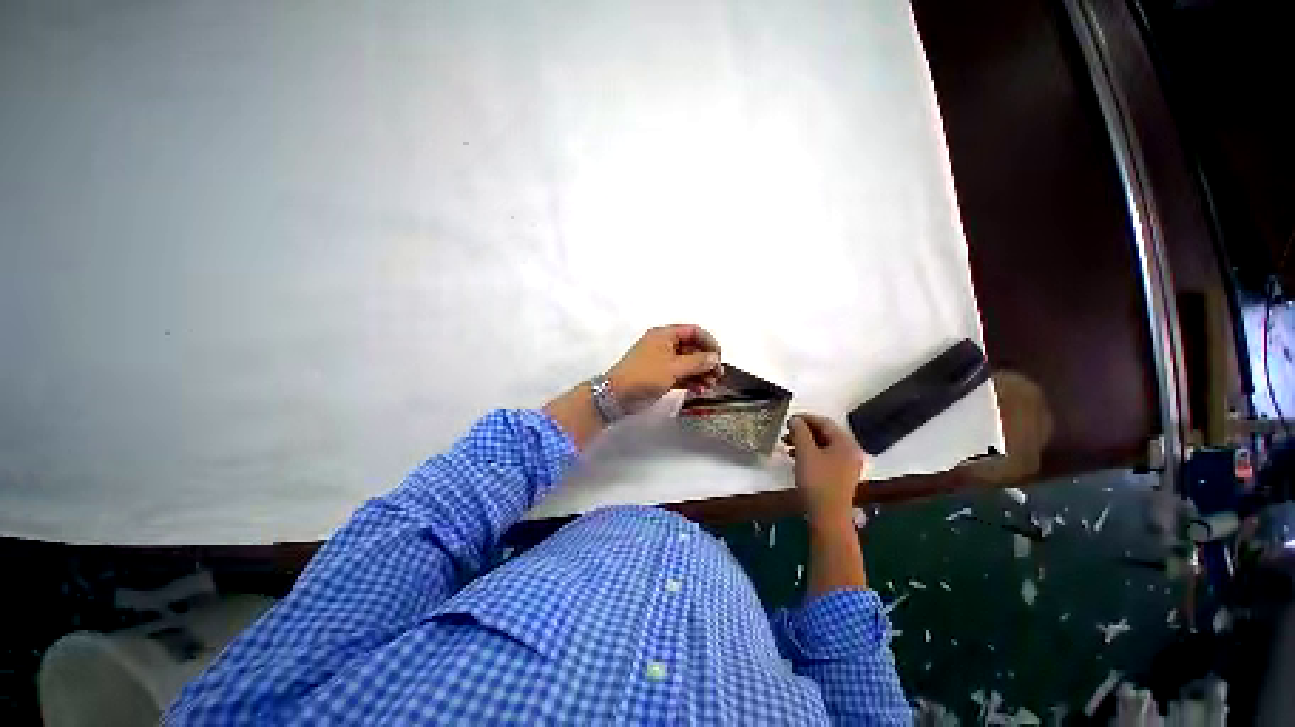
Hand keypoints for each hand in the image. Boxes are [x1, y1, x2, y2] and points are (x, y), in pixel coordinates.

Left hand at [608, 324, 722, 413]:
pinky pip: (681, 374)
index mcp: (665, 335)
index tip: (719, 357)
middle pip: (693, 348)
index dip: (709, 342)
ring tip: (710, 385)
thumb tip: (715, 358)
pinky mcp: (662, 376)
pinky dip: (691, 381)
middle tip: (717, 375)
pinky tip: (699, 390)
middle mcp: (665, 345)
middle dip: (706, 361)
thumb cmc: (645, 375)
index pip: (693, 331)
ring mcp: (663, 361)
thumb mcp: (673, 367)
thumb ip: (697, 362)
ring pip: (688, 363)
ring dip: (701, 373)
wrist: (618, 395)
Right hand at [783, 413, 865, 522]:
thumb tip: (796, 420)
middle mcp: (850, 452)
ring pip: (823, 446)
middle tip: (786, 431)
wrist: (828, 515)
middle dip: (804, 431)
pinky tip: (796, 457)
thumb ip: (800, 431)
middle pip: (825, 434)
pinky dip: (810, 454)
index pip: (824, 422)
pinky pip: (825, 458)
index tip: (789, 418)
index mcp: (845, 443)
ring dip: (805, 443)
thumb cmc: (817, 480)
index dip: (805, 418)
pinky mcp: (840, 477)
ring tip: (787, 444)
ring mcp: (847, 466)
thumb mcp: (805, 452)